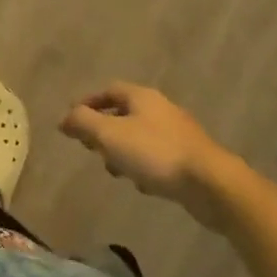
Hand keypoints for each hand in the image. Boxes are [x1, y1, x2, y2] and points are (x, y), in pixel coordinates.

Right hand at [60, 83, 240, 229]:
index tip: (73, 120)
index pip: (108, 91)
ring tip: (115, 171)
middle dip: (105, 130)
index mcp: (141, 97)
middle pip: (125, 114)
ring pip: (141, 137)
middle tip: (92, 148)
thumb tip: (64, 119)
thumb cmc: (156, 153)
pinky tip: (143, 186)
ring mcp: (179, 135)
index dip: (88, 102)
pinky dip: (145, 167)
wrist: (213, 185)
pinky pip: (159, 158)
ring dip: (124, 151)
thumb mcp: (110, 135)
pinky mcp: (192, 160)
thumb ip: (83, 123)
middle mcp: (160, 109)